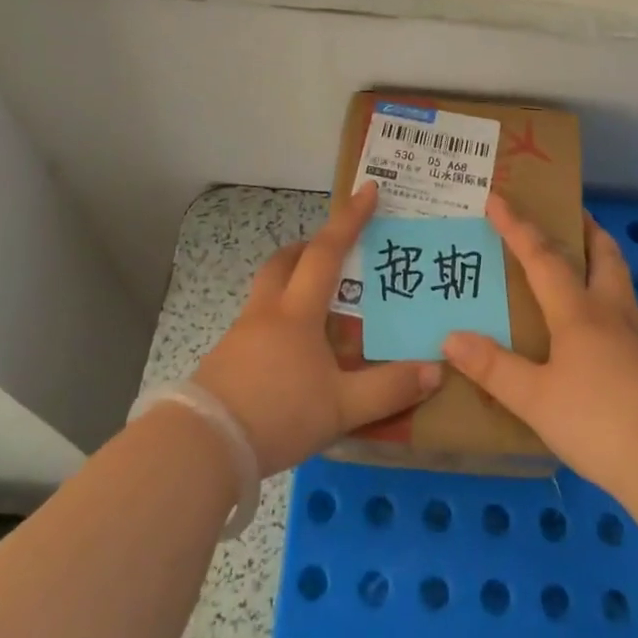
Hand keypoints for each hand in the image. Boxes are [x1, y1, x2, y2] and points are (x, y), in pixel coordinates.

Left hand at [194, 183, 442, 475]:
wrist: (202, 447)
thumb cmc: (278, 414)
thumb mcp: (342, 407)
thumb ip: (389, 389)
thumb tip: (435, 370)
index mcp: (297, 312)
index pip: (327, 252)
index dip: (349, 220)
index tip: (367, 190)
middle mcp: (267, 312)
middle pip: (284, 262)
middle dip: (309, 247)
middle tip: (333, 252)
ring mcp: (241, 335)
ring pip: (268, 292)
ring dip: (292, 284)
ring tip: (320, 310)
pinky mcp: (226, 360)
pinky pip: (258, 323)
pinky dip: (280, 321)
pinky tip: (293, 354)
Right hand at [443, 194, 637, 496]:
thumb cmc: (599, 421)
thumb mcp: (535, 399)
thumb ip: (494, 368)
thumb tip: (451, 337)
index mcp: (578, 312)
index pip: (542, 257)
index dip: (517, 226)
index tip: (497, 197)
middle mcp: (610, 313)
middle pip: (603, 254)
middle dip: (584, 228)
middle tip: (568, 214)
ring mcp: (636, 338)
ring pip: (620, 281)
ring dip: (601, 259)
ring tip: (583, 260)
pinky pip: (625, 313)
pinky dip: (608, 298)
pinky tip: (598, 325)